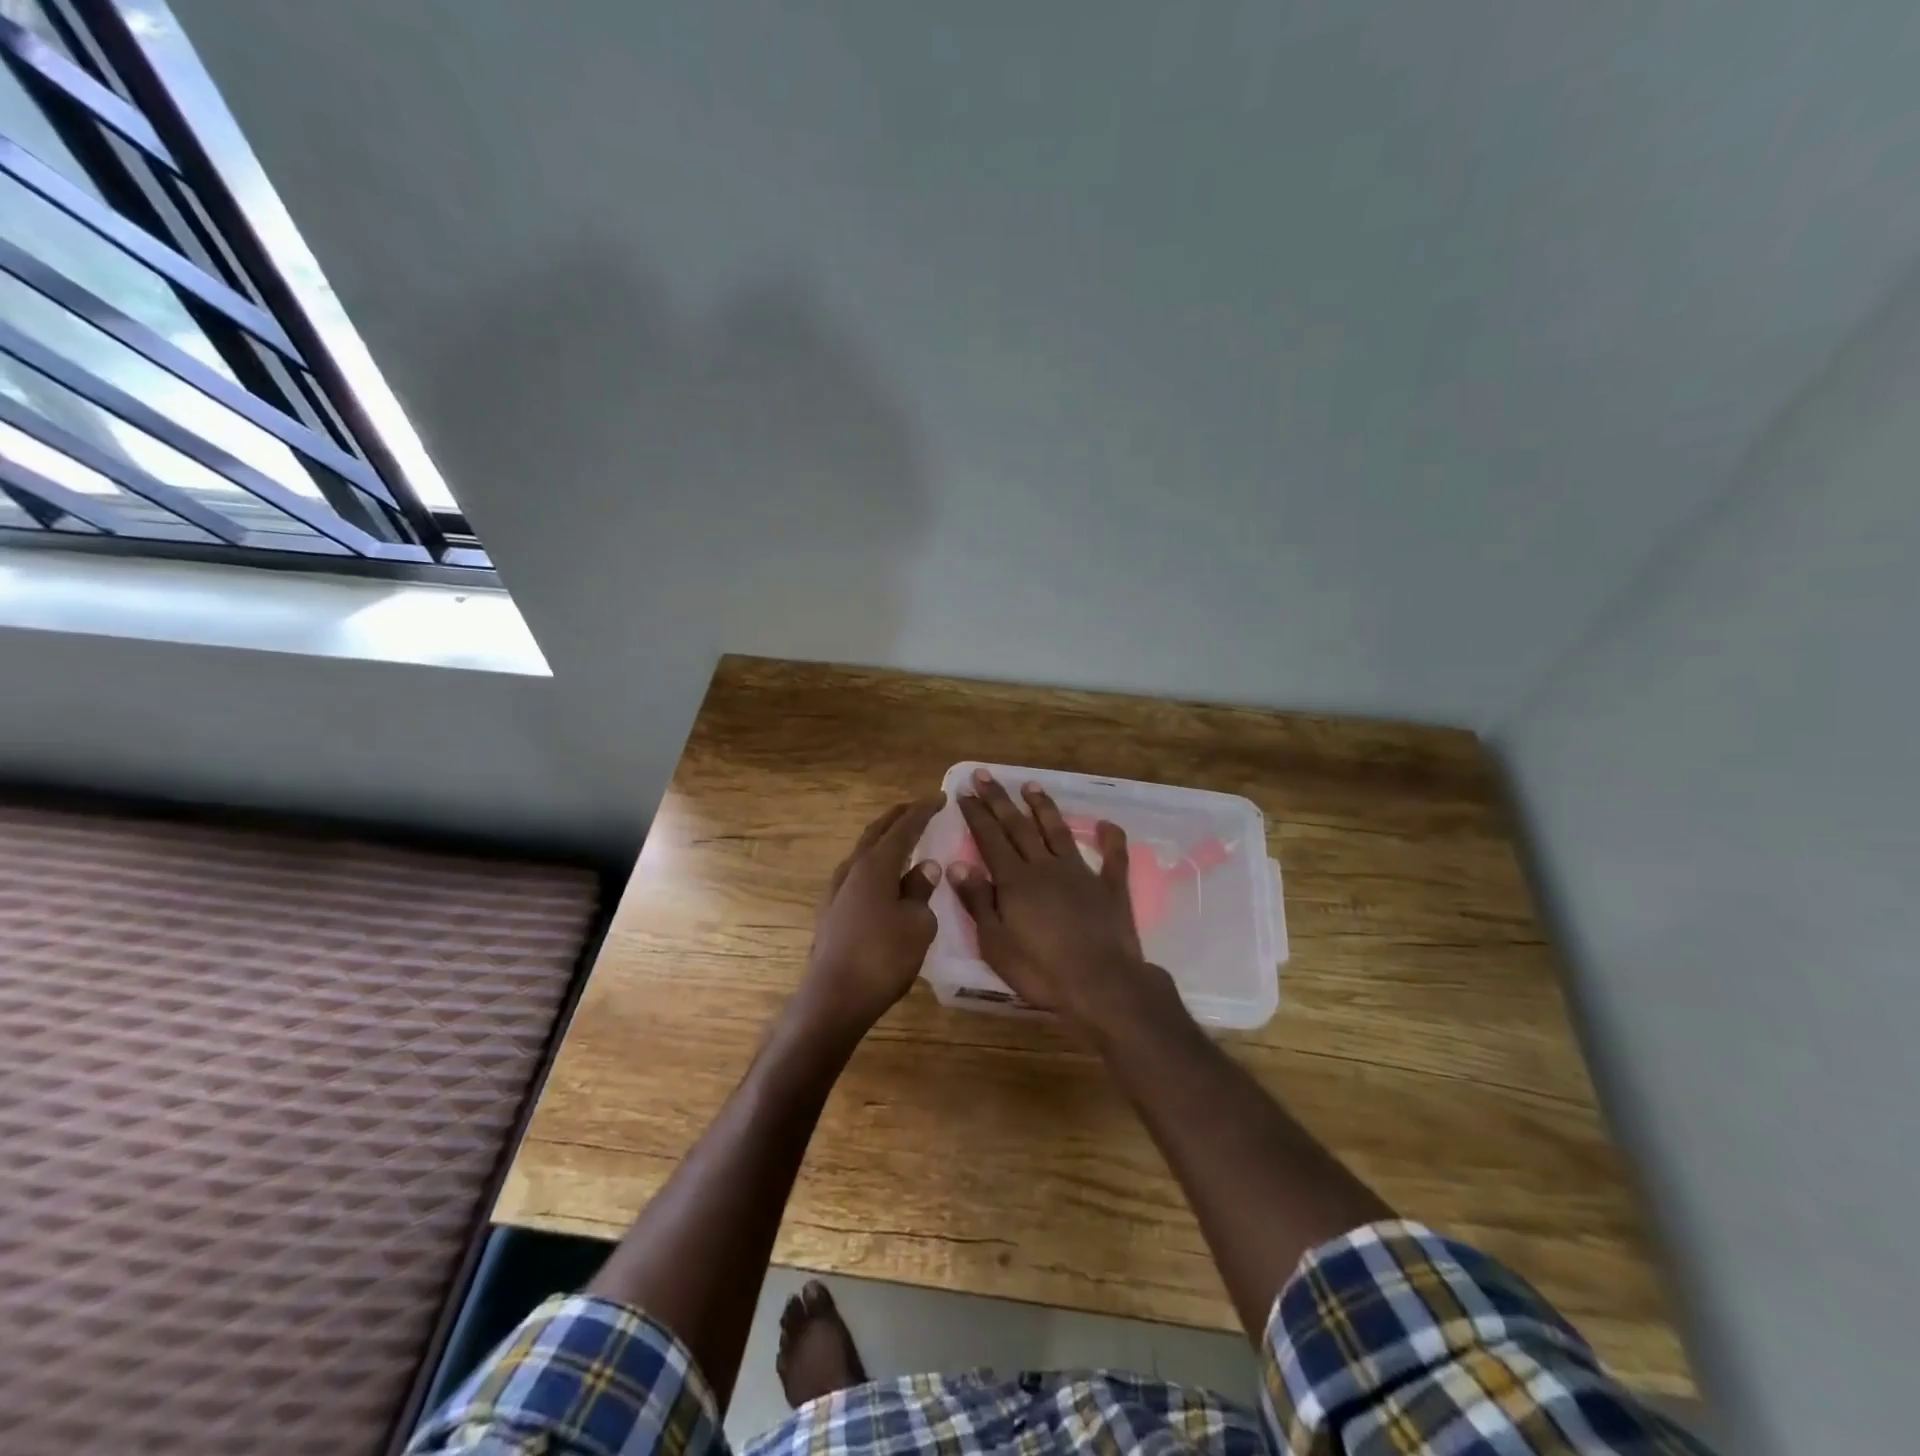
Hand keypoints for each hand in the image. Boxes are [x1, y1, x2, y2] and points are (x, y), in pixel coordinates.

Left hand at [798, 796, 944, 1038]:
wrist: (834, 999)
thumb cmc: (883, 957)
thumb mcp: (917, 923)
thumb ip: (921, 890)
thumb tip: (924, 867)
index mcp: (875, 865)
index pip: (903, 827)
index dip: (923, 811)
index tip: (940, 798)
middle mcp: (852, 870)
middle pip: (876, 833)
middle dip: (898, 817)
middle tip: (918, 809)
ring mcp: (836, 891)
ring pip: (863, 853)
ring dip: (883, 841)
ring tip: (902, 839)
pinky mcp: (831, 912)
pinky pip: (857, 874)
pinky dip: (875, 865)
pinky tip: (883, 879)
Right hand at [948, 769, 1173, 1035]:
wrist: (1102, 984)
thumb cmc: (1041, 970)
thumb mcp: (995, 943)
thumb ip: (977, 901)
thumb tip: (956, 864)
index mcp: (1015, 880)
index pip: (990, 838)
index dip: (976, 814)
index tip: (964, 792)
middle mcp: (1045, 867)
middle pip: (1019, 827)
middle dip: (1000, 800)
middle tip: (986, 775)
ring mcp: (1081, 873)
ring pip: (1058, 831)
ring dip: (1044, 807)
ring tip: (1031, 785)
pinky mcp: (1110, 887)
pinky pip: (1112, 857)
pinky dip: (1110, 838)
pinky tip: (1106, 823)